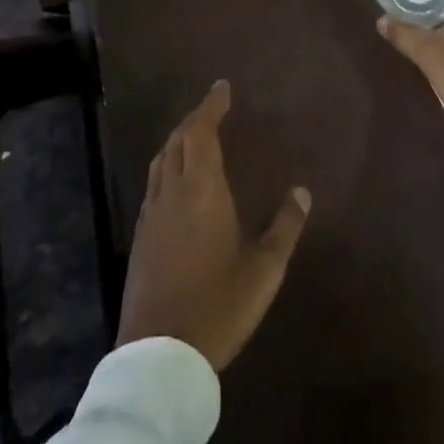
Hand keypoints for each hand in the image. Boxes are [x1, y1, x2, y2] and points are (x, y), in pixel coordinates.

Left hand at [116, 82, 312, 371]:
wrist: (159, 355)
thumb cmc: (218, 305)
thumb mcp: (264, 269)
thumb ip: (285, 227)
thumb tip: (302, 192)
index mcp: (202, 191)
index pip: (201, 132)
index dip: (211, 106)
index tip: (222, 87)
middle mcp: (172, 193)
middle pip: (177, 141)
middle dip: (194, 118)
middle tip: (213, 107)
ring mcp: (151, 215)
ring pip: (160, 161)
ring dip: (177, 140)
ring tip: (194, 134)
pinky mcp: (141, 238)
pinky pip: (153, 184)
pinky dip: (166, 166)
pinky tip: (176, 180)